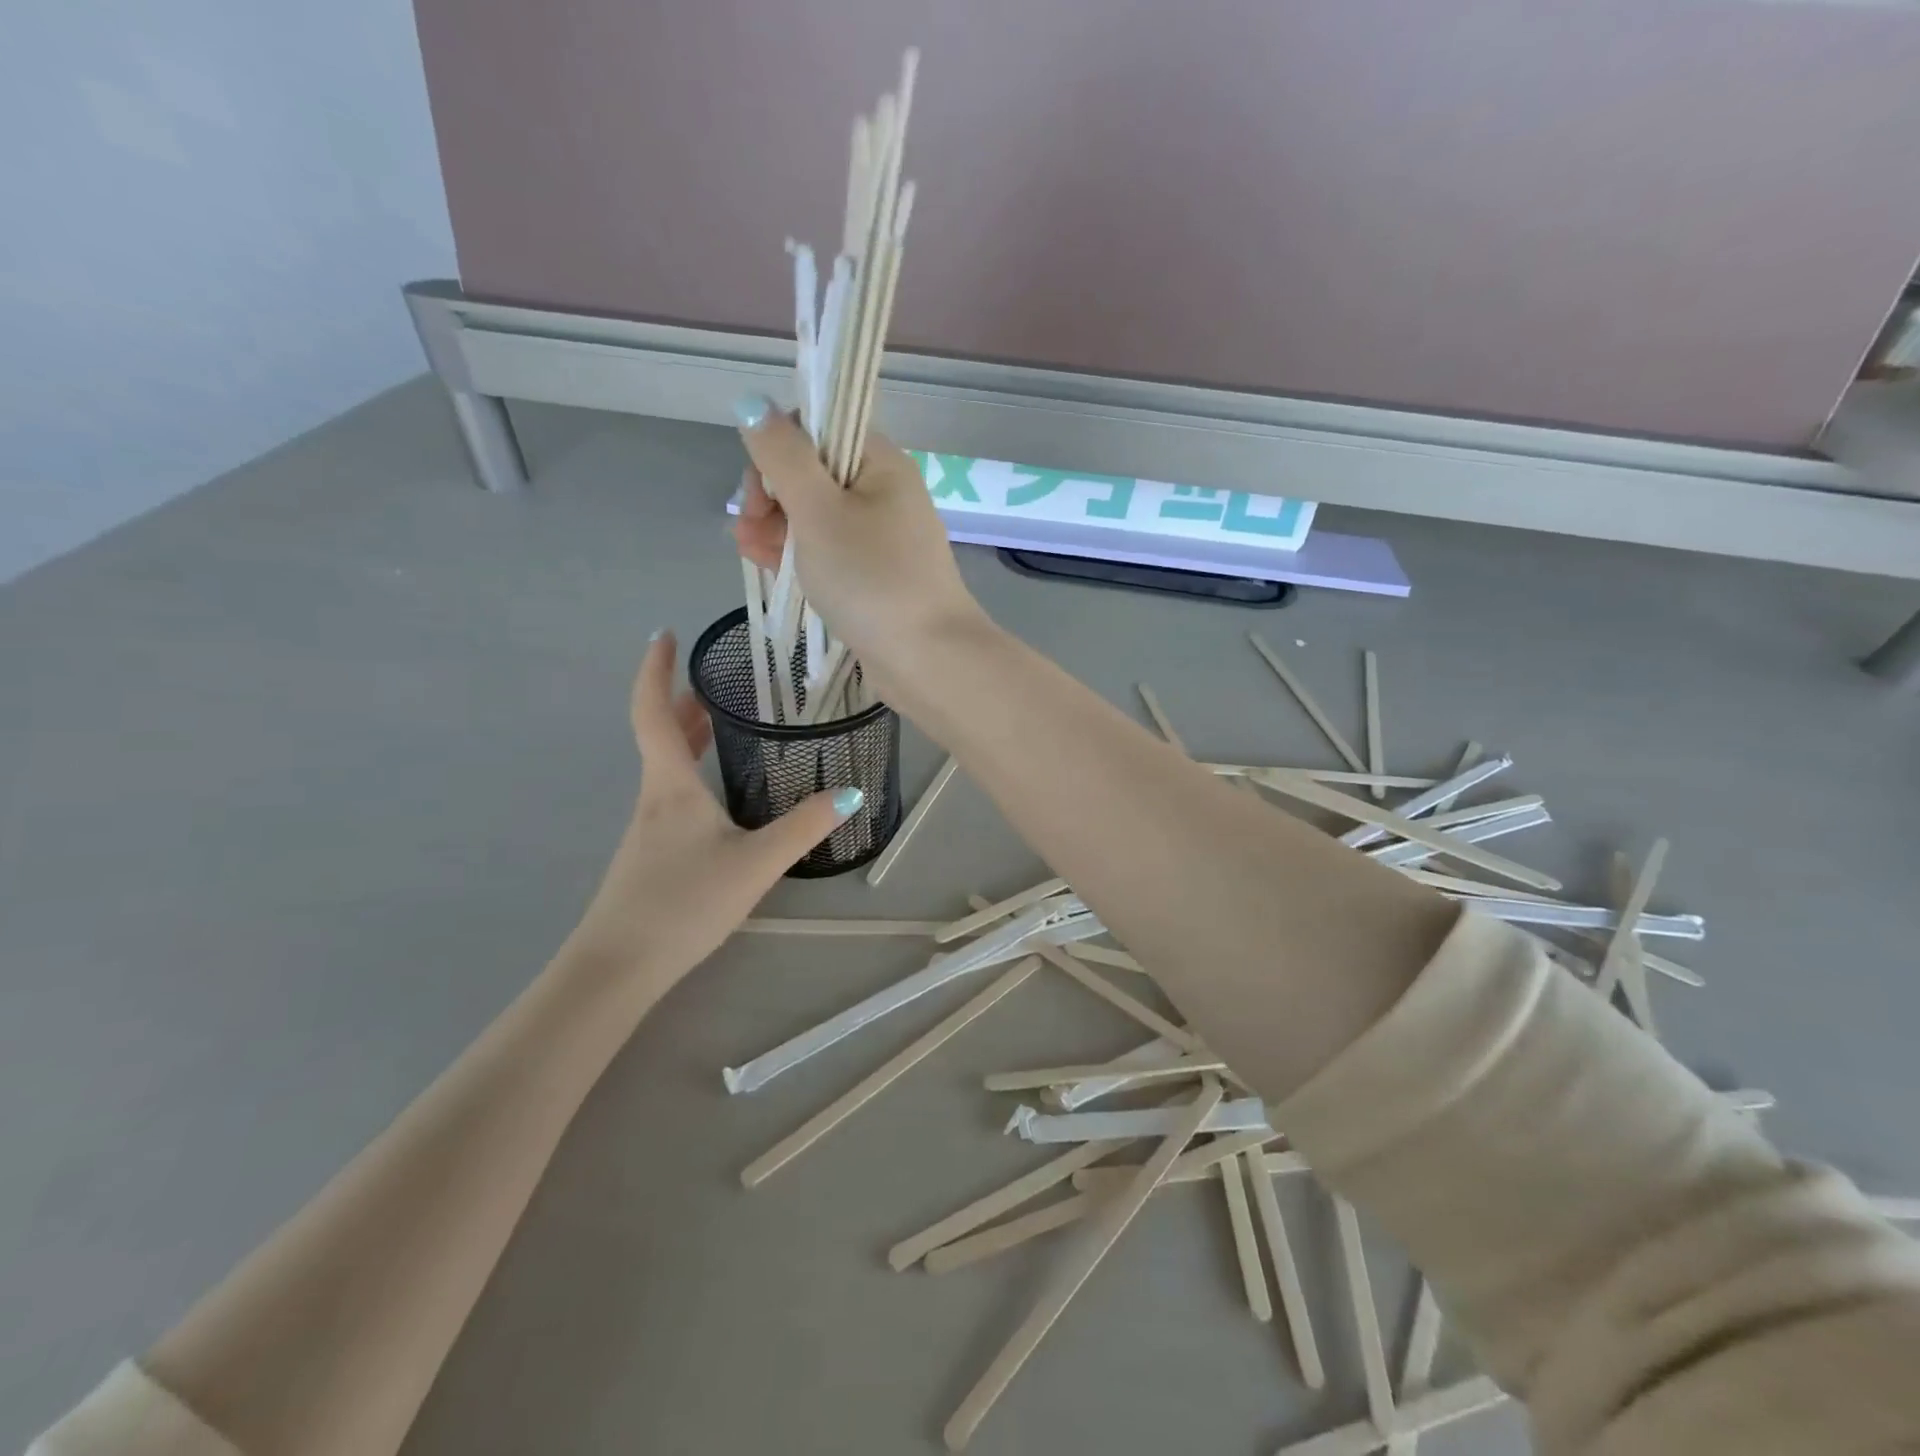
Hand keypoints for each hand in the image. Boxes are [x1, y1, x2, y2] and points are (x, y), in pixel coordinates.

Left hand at [572, 632, 858, 979]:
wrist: (620, 966)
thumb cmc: (683, 902)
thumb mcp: (756, 862)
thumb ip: (804, 827)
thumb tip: (850, 792)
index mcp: (670, 785)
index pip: (653, 711)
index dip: (655, 669)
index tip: (664, 634)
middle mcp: (654, 797)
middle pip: (661, 735)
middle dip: (684, 701)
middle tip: (717, 681)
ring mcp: (647, 827)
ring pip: (666, 766)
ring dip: (689, 736)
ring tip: (723, 724)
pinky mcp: (651, 853)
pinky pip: (672, 794)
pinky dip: (693, 770)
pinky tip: (720, 795)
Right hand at [731, 398, 985, 678]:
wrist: (926, 658)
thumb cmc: (870, 577)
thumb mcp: (818, 510)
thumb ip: (782, 455)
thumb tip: (755, 404)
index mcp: (881, 463)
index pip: (819, 430)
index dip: (778, 450)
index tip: (759, 487)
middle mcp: (886, 494)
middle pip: (814, 475)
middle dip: (772, 495)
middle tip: (747, 527)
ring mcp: (883, 540)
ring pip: (817, 519)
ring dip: (778, 528)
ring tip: (747, 552)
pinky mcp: (876, 578)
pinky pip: (831, 555)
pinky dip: (800, 557)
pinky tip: (768, 567)